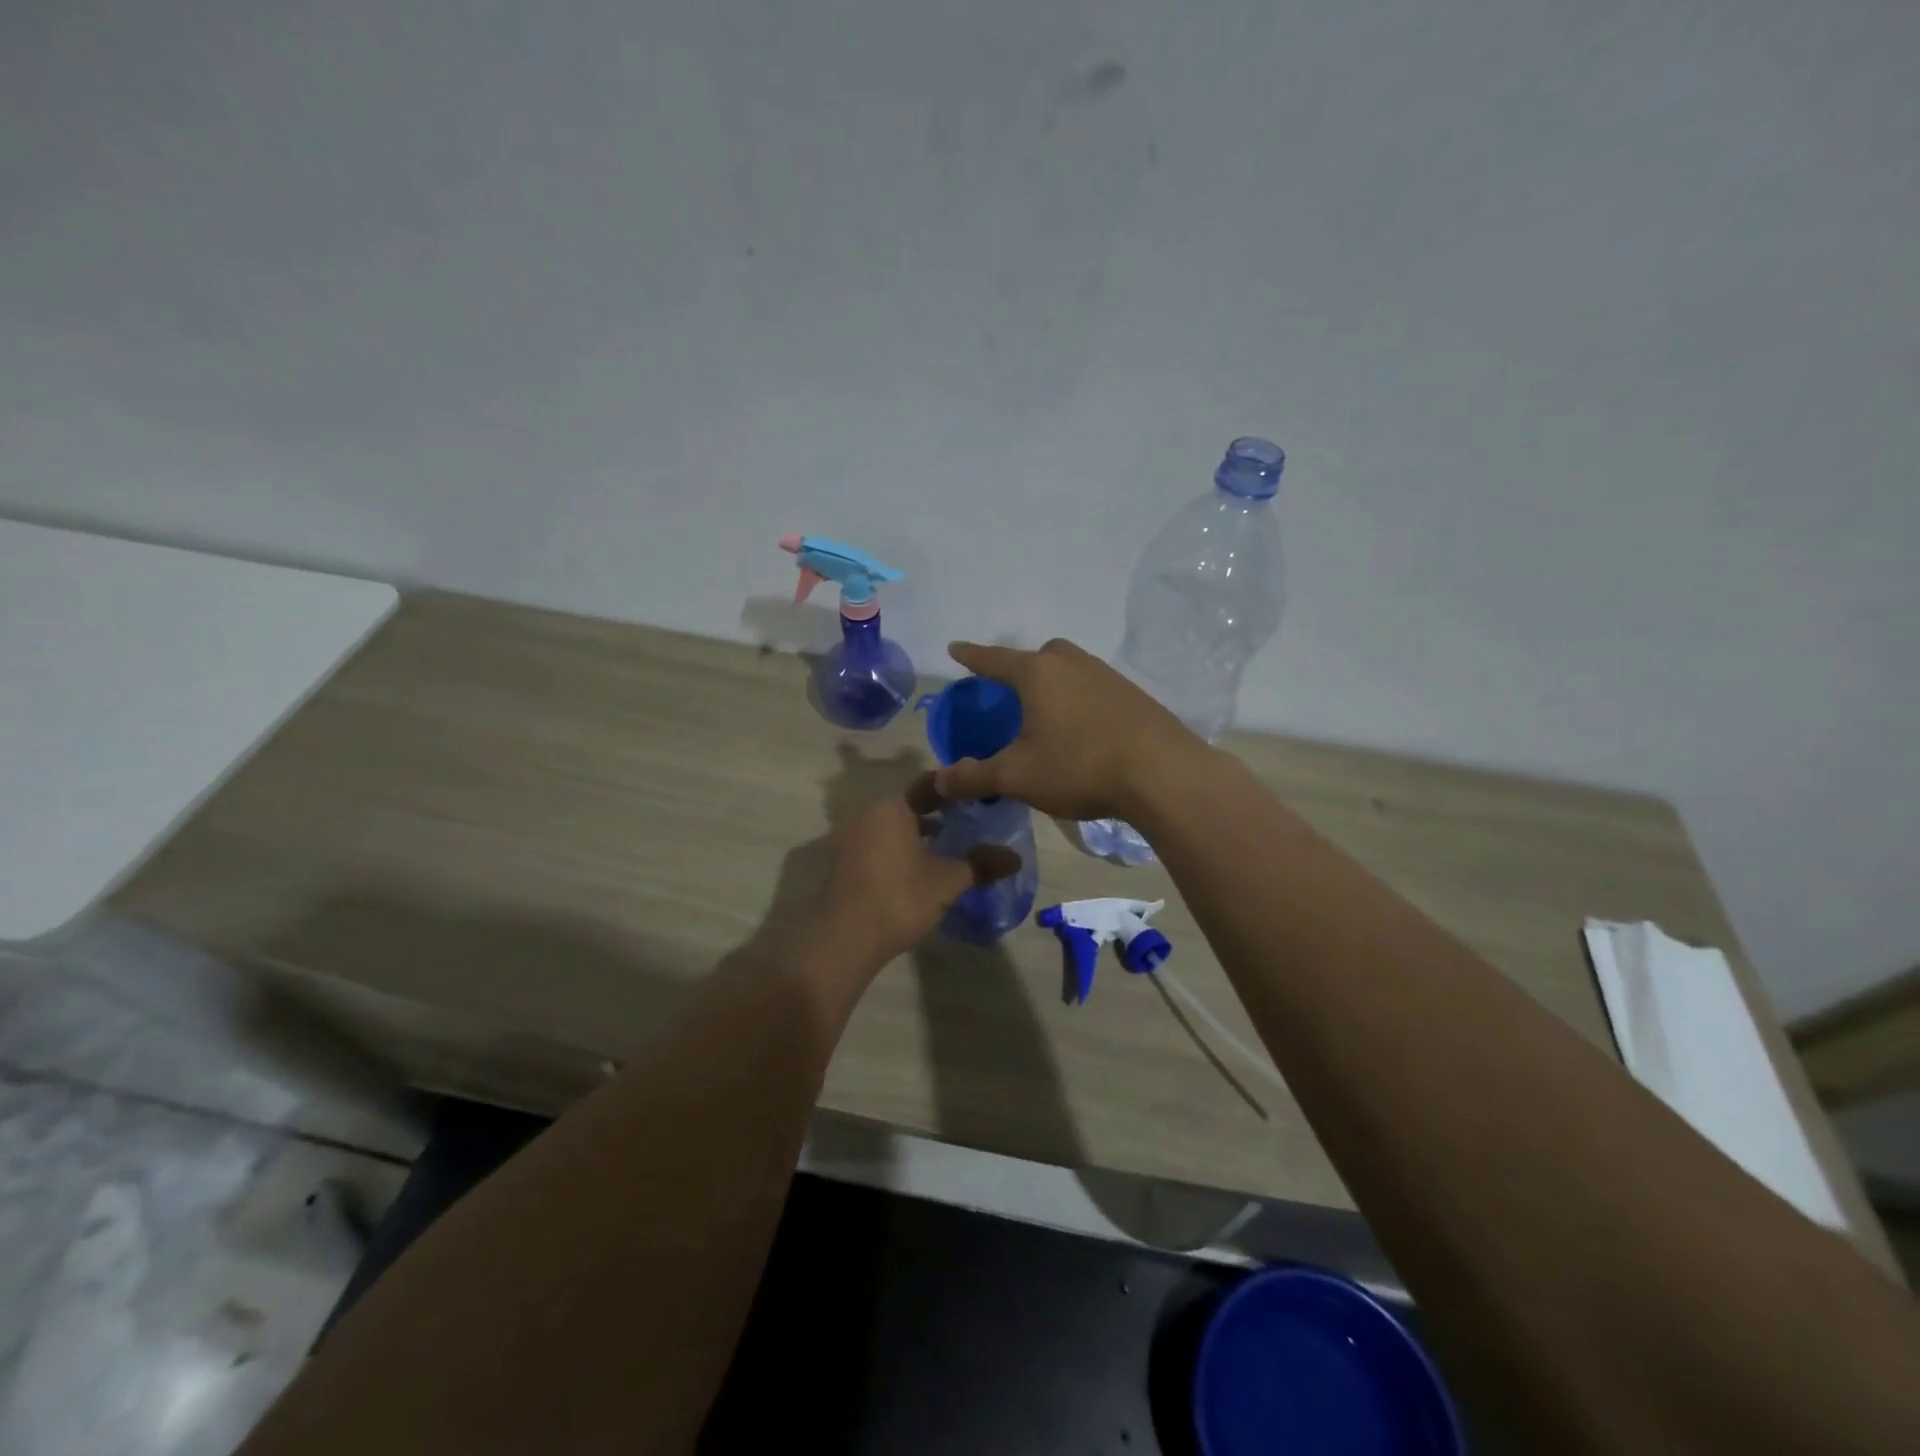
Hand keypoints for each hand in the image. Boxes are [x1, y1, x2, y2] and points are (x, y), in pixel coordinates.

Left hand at [814, 776, 1019, 968]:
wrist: (845, 939)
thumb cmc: (899, 898)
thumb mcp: (948, 881)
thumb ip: (981, 864)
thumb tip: (1015, 858)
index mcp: (892, 807)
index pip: (930, 784)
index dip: (957, 791)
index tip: (980, 799)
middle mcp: (868, 813)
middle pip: (910, 805)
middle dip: (939, 814)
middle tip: (970, 824)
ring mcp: (851, 837)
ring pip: (894, 826)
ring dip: (919, 834)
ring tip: (950, 848)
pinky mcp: (845, 862)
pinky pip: (879, 844)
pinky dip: (900, 849)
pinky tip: (921, 868)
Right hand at [931, 639, 1205, 820]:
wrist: (1163, 774)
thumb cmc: (1079, 766)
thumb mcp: (1017, 776)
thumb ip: (974, 777)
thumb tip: (938, 781)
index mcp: (1038, 673)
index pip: (993, 659)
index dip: (971, 656)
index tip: (955, 649)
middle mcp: (1072, 663)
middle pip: (1037, 656)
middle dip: (1019, 668)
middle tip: (1008, 690)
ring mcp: (1107, 675)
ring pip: (1069, 669)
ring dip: (1053, 684)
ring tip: (1045, 711)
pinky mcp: (1133, 694)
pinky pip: (1093, 687)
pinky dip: (1078, 699)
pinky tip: (1082, 727)